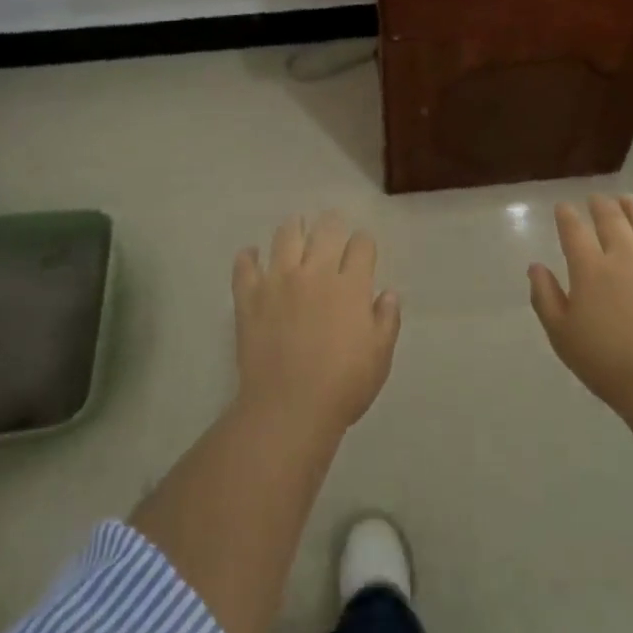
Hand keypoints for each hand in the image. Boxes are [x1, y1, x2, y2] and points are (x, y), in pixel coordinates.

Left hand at [232, 212, 401, 435]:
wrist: (289, 409)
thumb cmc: (343, 386)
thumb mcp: (380, 356)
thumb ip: (387, 320)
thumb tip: (387, 293)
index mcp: (351, 285)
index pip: (361, 244)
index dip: (364, 244)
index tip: (362, 250)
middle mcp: (316, 272)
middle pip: (326, 230)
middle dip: (332, 224)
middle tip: (331, 227)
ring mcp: (279, 281)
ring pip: (286, 236)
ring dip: (293, 228)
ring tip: (295, 229)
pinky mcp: (250, 296)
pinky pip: (245, 266)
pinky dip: (248, 257)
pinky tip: (252, 255)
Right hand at [528, 195, 632, 418]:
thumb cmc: (605, 362)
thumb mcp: (561, 335)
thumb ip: (544, 296)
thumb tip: (535, 266)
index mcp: (590, 268)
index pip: (574, 230)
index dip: (566, 215)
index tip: (563, 207)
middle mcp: (624, 256)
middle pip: (611, 220)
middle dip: (600, 205)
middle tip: (596, 198)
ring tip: (628, 200)